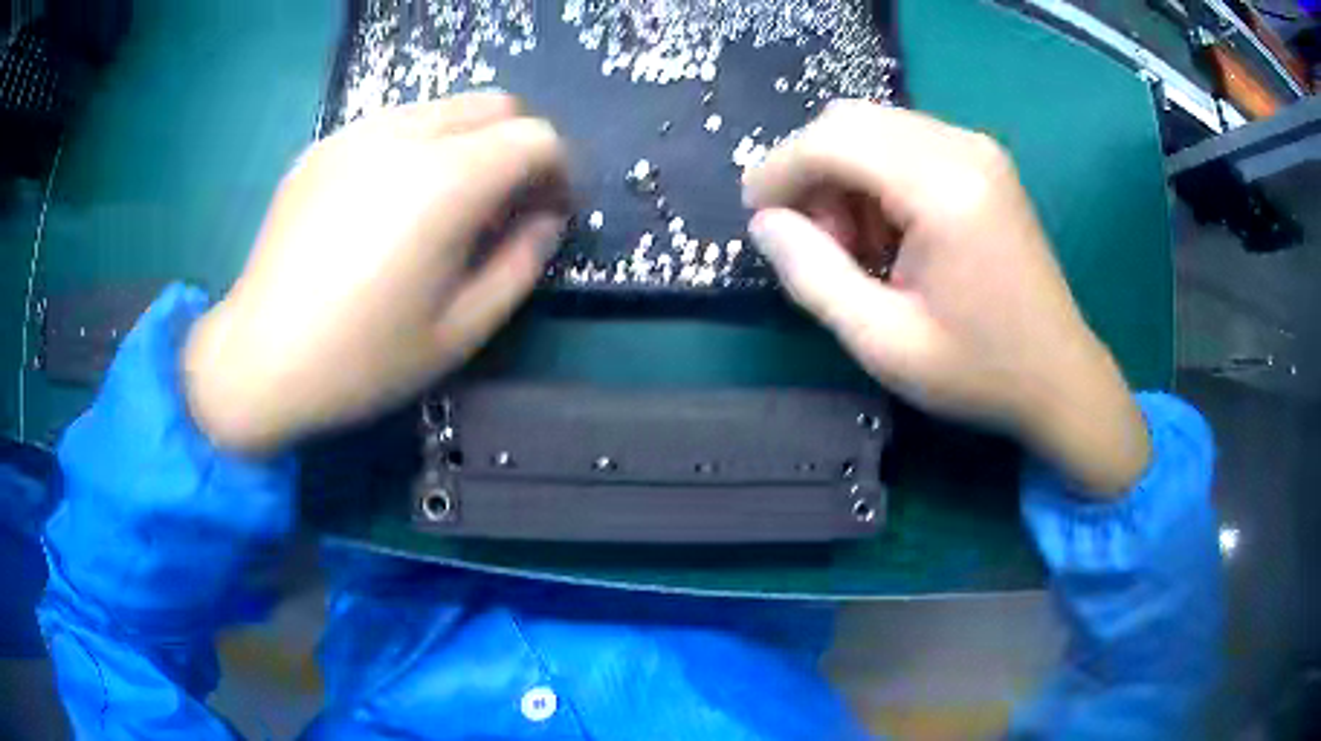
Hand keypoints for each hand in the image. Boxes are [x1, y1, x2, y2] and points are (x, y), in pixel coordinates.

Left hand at [184, 93, 566, 454]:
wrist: (259, 359)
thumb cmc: (361, 360)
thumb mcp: (461, 331)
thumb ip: (520, 265)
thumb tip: (544, 219)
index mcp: (445, 182)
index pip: (535, 137)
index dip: (557, 170)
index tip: (547, 210)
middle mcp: (403, 136)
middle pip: (494, 104)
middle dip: (517, 145)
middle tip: (504, 203)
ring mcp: (356, 133)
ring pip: (444, 107)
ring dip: (468, 142)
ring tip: (446, 203)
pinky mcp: (324, 145)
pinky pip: (395, 123)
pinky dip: (419, 146)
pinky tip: (392, 202)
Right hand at [743, 101, 1148, 495]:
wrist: (1059, 375)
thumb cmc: (978, 370)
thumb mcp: (883, 342)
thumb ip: (812, 276)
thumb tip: (764, 223)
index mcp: (944, 189)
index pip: (834, 139)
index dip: (780, 169)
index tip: (757, 216)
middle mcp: (963, 148)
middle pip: (850, 120)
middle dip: (812, 172)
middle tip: (816, 242)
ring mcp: (978, 148)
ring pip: (874, 127)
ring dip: (844, 175)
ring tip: (858, 248)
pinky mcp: (983, 160)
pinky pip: (904, 141)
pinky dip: (876, 176)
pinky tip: (891, 232)